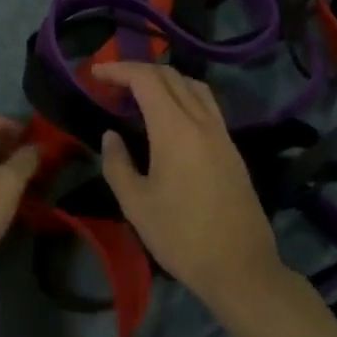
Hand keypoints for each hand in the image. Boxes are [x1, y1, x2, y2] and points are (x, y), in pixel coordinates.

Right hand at [93, 62, 287, 317]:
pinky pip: (206, 104)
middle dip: (138, 70)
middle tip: (112, 81)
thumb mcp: (136, 205)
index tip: (95, 72)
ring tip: (140, 93)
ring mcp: (221, 133)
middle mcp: (201, 121)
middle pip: (170, 75)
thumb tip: (111, 135)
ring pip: (193, 85)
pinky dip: (183, 95)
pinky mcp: (231, 148)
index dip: (119, 69)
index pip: (146, 80)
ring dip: (164, 79)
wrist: (241, 268)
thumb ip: (117, 164)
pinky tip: (170, 116)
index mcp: (175, 129)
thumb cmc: (182, 237)